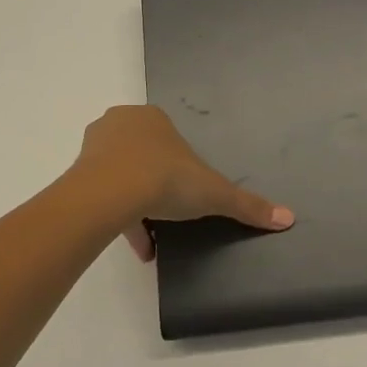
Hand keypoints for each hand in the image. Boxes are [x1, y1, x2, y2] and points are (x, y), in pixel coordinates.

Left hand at [70, 105, 293, 260]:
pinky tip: (139, 248)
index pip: (169, 139)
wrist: (109, 194)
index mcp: (153, 118)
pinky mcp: (78, 173)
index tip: (187, 194)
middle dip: (156, 183)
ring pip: (120, 175)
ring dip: (136, 204)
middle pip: (143, 155)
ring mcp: (95, 147)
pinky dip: (120, 219)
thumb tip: (289, 218)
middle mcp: (122, 124)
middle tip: (170, 212)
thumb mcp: (213, 193)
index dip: (180, 167)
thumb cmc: (165, 179)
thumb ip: (247, 204)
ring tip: (154, 240)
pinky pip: (103, 195)